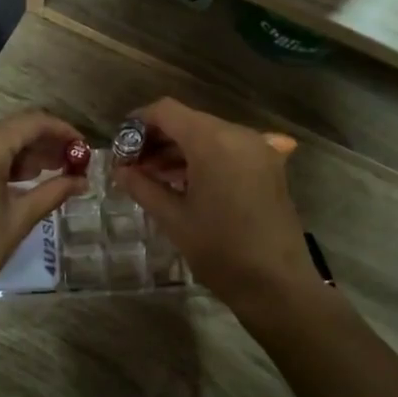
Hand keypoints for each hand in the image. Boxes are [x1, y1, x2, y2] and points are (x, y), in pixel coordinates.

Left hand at [0, 111, 87, 317]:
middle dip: (42, 144)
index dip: (63, 131)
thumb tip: (82, 181)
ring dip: (20, 152)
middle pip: (12, 128)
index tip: (83, 148)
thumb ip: (53, 192)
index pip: (33, 122)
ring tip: (46, 175)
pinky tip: (13, 180)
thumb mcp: (18, 219)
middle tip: (70, 165)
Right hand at [115, 98, 320, 314]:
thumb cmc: (220, 251)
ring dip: (180, 150)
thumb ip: (143, 187)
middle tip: (133, 166)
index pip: (166, 111)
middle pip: (188, 120)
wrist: (278, 285)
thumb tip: (120, 170)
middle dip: (158, 138)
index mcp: (212, 141)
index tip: (120, 145)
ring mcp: (258, 149)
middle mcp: (238, 135)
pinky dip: (204, 158)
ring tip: (154, 178)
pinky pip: (228, 149)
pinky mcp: (268, 166)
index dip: (139, 122)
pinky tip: (186, 183)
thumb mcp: (174, 219)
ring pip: (208, 134)